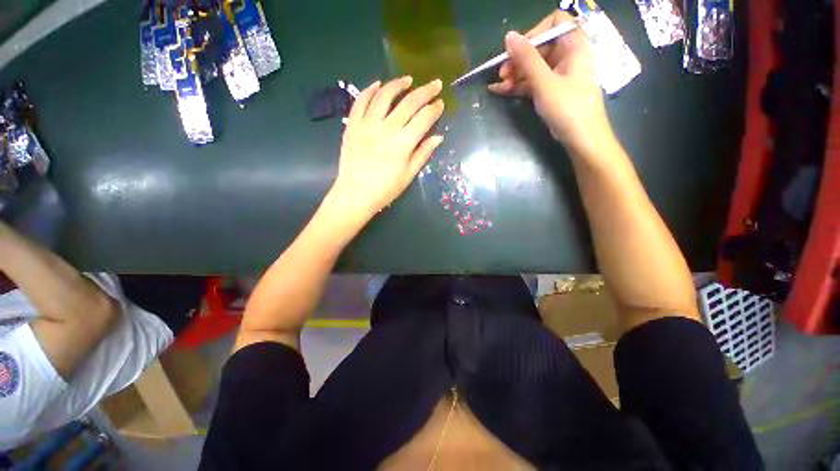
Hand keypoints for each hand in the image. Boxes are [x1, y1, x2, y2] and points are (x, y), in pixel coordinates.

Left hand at [328, 76, 444, 225]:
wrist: (355, 194)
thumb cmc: (385, 189)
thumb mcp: (408, 175)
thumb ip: (423, 154)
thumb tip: (438, 137)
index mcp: (403, 143)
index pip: (424, 118)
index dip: (435, 109)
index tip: (441, 103)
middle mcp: (387, 128)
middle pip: (409, 102)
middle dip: (425, 91)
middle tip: (434, 83)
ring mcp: (367, 124)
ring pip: (384, 95)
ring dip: (398, 84)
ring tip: (408, 79)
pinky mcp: (352, 125)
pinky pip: (361, 101)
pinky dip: (370, 90)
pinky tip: (378, 85)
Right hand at [489, 11, 614, 155]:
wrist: (581, 138)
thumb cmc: (567, 107)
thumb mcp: (544, 82)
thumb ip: (527, 58)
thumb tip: (509, 36)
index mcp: (574, 46)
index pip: (555, 23)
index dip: (534, 32)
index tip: (517, 49)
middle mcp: (567, 56)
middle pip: (540, 46)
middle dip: (519, 58)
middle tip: (502, 73)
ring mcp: (559, 75)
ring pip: (534, 66)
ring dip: (515, 74)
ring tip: (498, 85)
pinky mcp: (552, 91)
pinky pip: (533, 82)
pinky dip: (518, 85)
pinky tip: (500, 91)